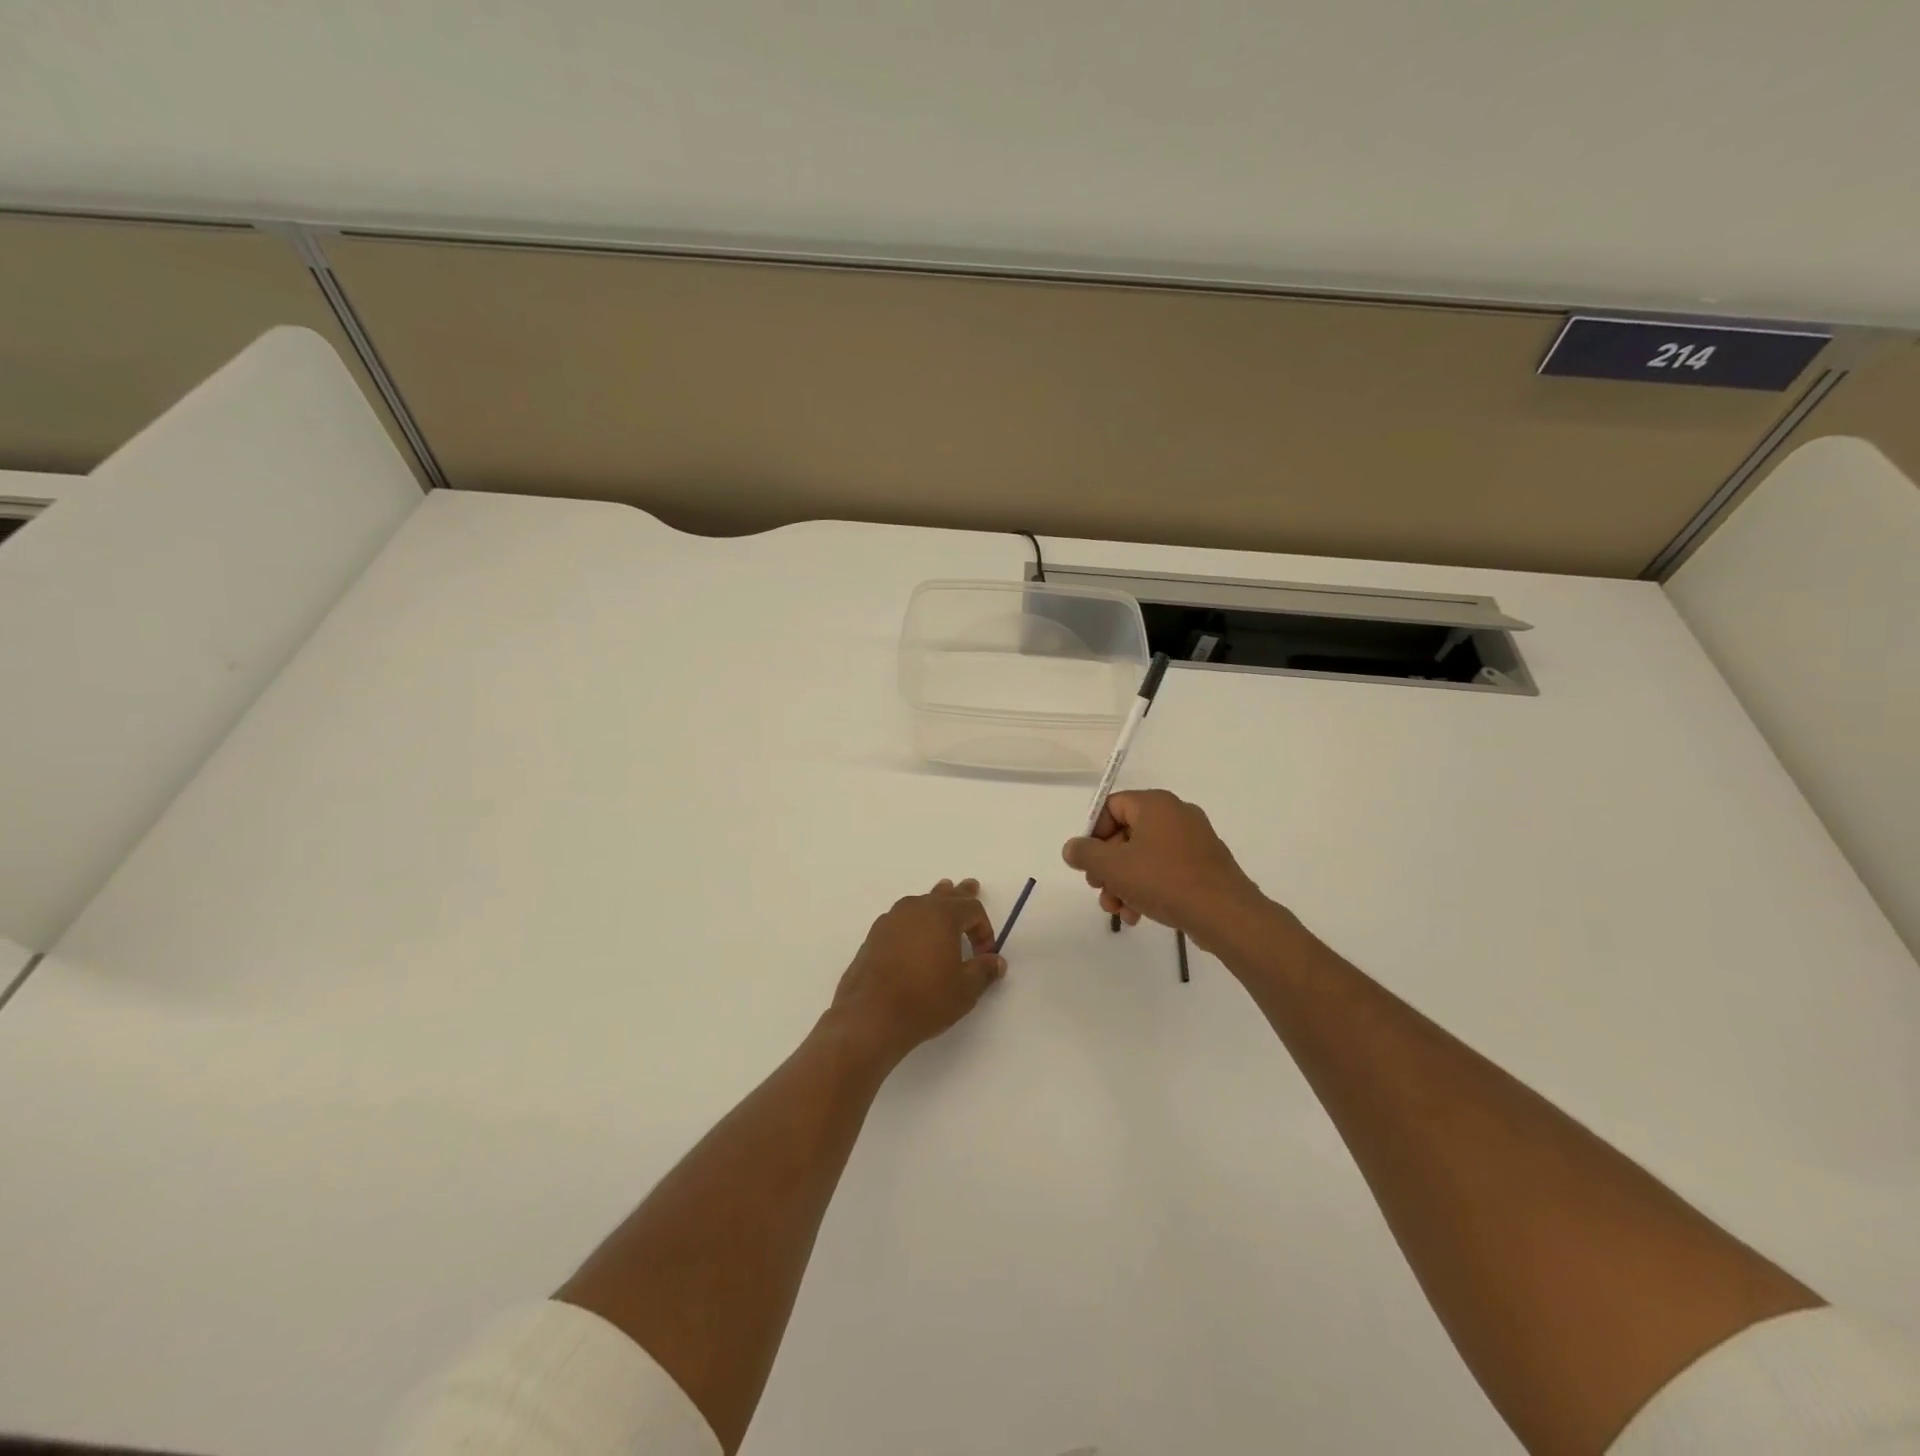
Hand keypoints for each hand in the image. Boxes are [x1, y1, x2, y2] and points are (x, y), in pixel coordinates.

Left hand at [829, 879, 1005, 1065]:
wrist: (870, 1016)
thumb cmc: (925, 999)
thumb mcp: (964, 990)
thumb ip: (983, 971)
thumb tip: (997, 962)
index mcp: (942, 915)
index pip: (971, 908)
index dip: (984, 928)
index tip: (985, 954)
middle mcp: (915, 909)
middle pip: (944, 895)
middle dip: (960, 894)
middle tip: (971, 885)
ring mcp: (891, 920)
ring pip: (920, 904)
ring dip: (935, 904)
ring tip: (941, 898)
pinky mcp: (874, 936)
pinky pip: (901, 919)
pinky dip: (913, 922)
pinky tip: (913, 935)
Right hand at [1061, 790, 1267, 946]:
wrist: (1225, 914)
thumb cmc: (1164, 880)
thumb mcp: (1113, 866)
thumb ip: (1085, 854)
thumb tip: (1072, 848)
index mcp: (1155, 804)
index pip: (1111, 807)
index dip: (1093, 834)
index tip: (1087, 863)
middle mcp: (1176, 815)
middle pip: (1126, 834)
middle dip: (1107, 866)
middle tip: (1098, 889)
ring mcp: (1194, 841)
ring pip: (1144, 856)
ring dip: (1124, 882)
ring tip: (1118, 910)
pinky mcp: (1204, 866)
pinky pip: (1165, 870)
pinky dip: (1147, 888)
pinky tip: (1138, 915)